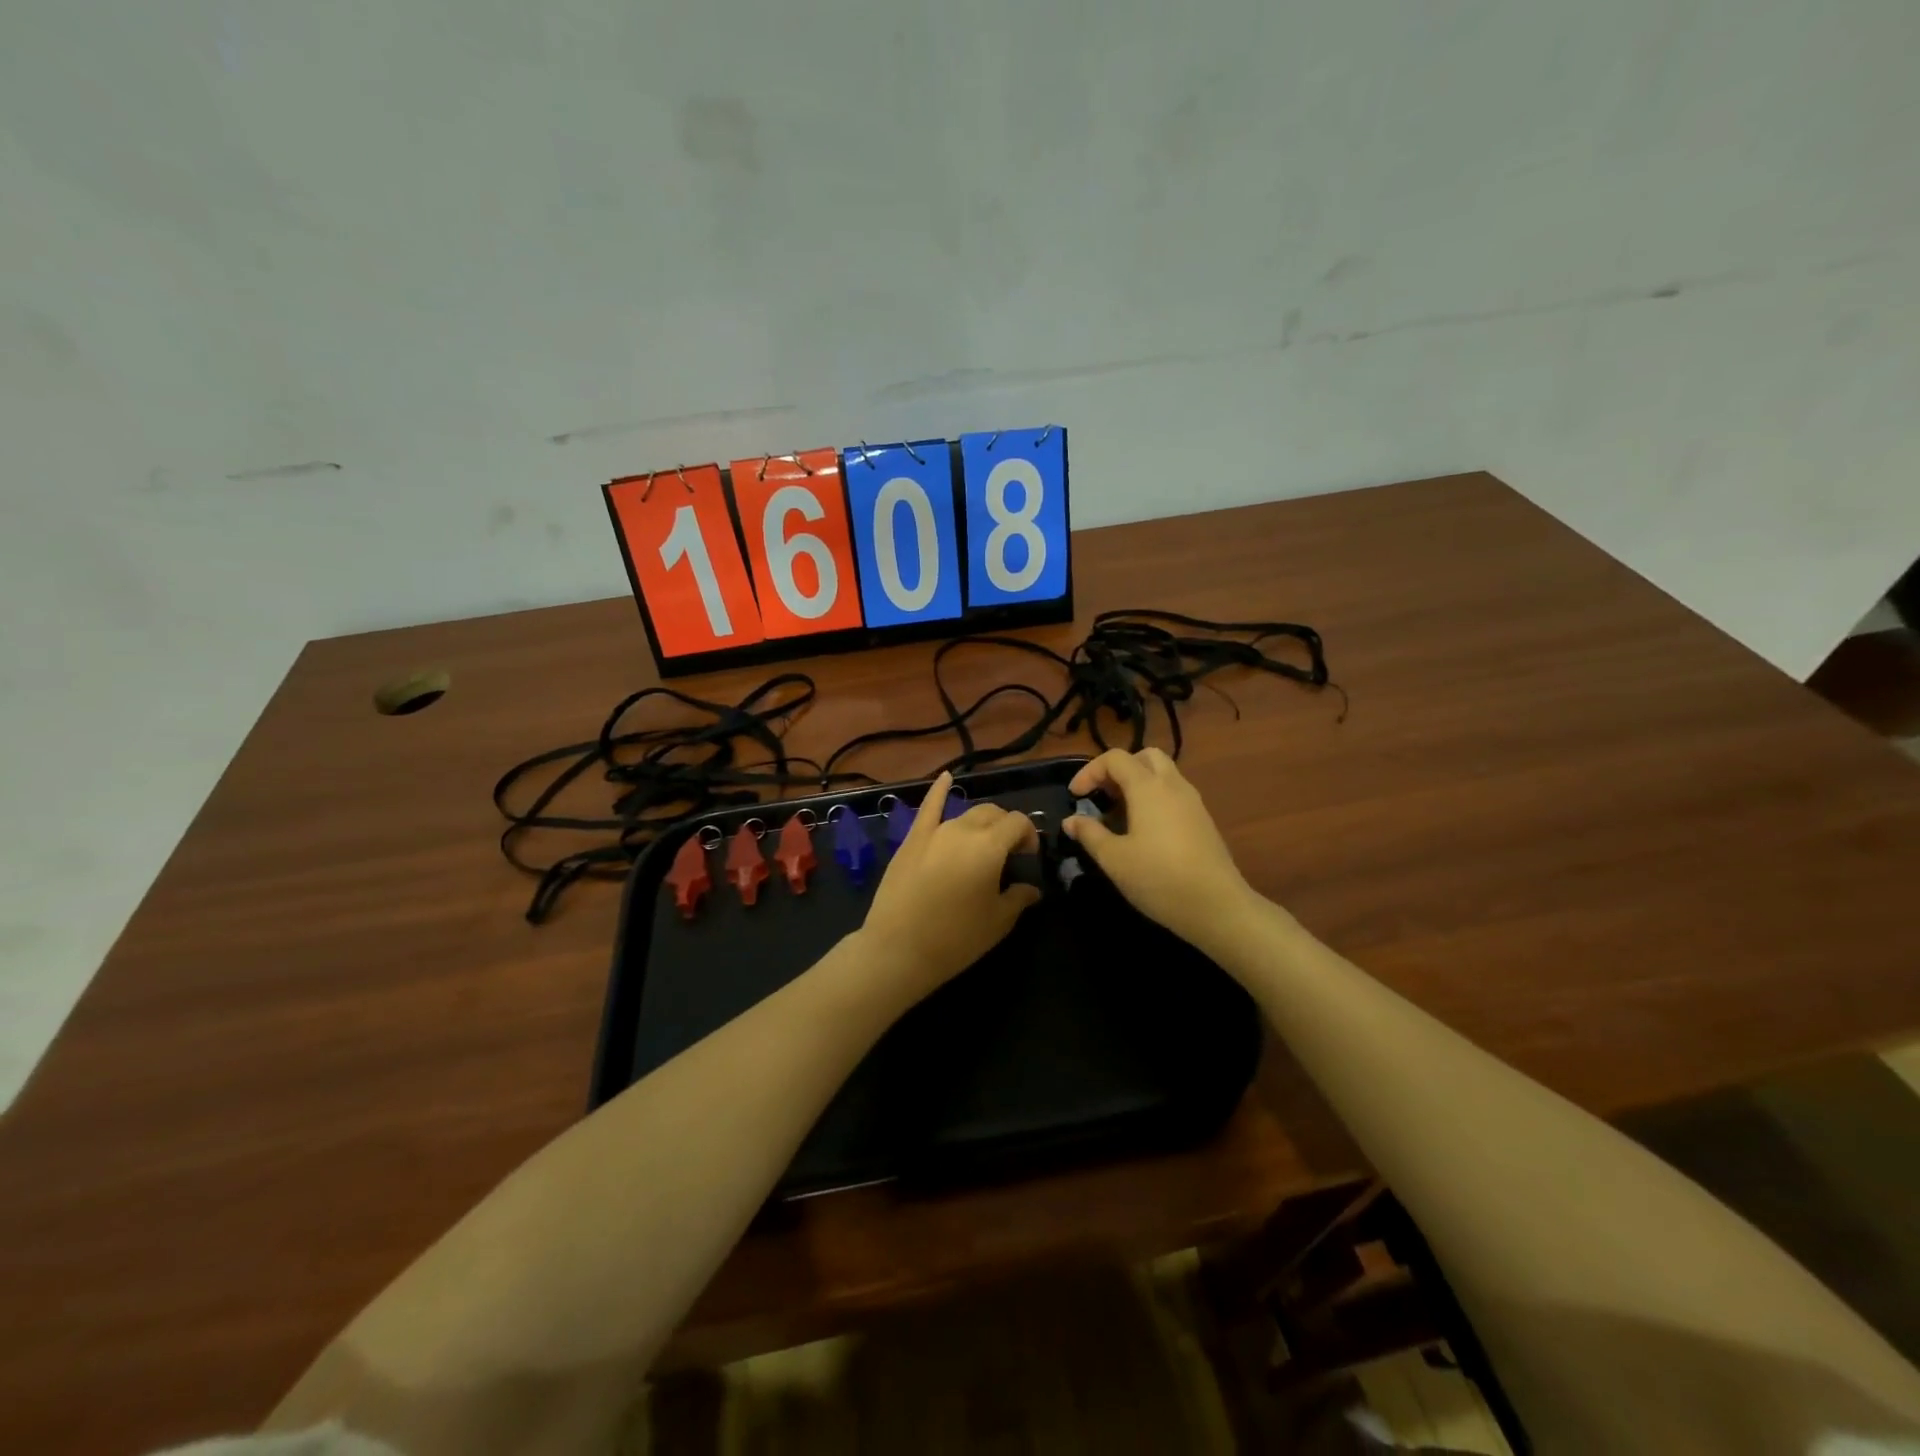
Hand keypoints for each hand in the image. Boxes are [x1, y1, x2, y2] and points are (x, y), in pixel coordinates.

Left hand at [857, 772, 1040, 1001]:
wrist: (898, 949)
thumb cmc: (956, 938)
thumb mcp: (998, 922)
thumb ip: (1018, 898)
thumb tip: (1032, 888)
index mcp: (990, 846)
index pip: (1018, 823)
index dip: (1029, 835)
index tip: (1028, 857)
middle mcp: (963, 829)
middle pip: (993, 814)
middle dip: (1006, 827)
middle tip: (1009, 853)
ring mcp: (934, 831)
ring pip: (965, 814)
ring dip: (981, 823)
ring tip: (983, 842)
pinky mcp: (912, 839)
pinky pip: (927, 808)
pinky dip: (938, 790)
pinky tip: (945, 777)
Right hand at [1062, 749, 1256, 949]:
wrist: (1218, 906)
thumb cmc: (1159, 878)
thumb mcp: (1114, 859)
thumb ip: (1090, 834)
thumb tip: (1071, 820)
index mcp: (1148, 787)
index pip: (1115, 758)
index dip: (1090, 771)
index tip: (1076, 797)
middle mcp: (1173, 785)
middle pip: (1145, 757)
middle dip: (1119, 769)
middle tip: (1104, 795)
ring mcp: (1193, 802)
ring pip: (1164, 774)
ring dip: (1138, 783)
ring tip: (1120, 814)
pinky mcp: (1203, 820)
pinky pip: (1174, 794)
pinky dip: (1154, 798)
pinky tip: (1144, 831)